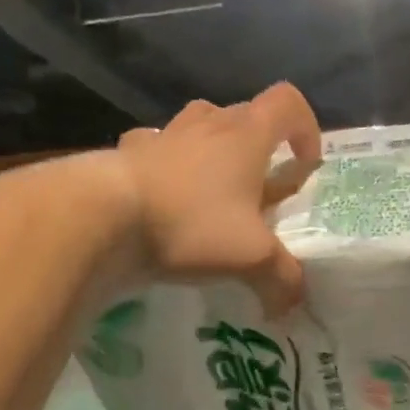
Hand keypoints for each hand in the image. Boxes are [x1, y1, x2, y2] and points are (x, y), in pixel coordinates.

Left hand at [114, 82, 323, 314]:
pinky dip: (167, 165)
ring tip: (213, 191)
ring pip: (200, 126)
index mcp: (245, 136)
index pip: (287, 103)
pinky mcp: (129, 153)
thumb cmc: (191, 225)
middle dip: (260, 149)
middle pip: (245, 116)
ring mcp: (164, 135)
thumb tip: (291, 305)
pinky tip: (165, 195)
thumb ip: (281, 279)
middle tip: (260, 191)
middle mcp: (207, 124)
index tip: (304, 167)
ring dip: (214, 150)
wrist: (104, 217)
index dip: (305, 128)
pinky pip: (156, 148)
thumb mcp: (251, 258)